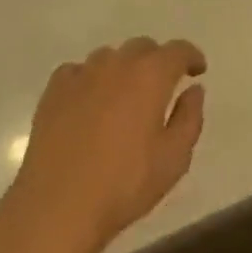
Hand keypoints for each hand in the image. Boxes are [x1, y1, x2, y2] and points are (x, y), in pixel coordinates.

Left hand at [3, 38, 207, 252]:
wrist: (58, 205)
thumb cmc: (124, 184)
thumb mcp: (174, 159)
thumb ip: (189, 118)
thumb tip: (194, 90)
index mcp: (150, 76)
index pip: (177, 50)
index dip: (190, 56)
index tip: (197, 70)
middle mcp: (117, 63)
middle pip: (142, 48)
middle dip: (157, 62)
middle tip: (162, 87)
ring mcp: (82, 73)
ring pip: (109, 57)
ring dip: (123, 69)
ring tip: (124, 97)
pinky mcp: (54, 90)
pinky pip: (78, 72)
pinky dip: (90, 80)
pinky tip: (89, 103)